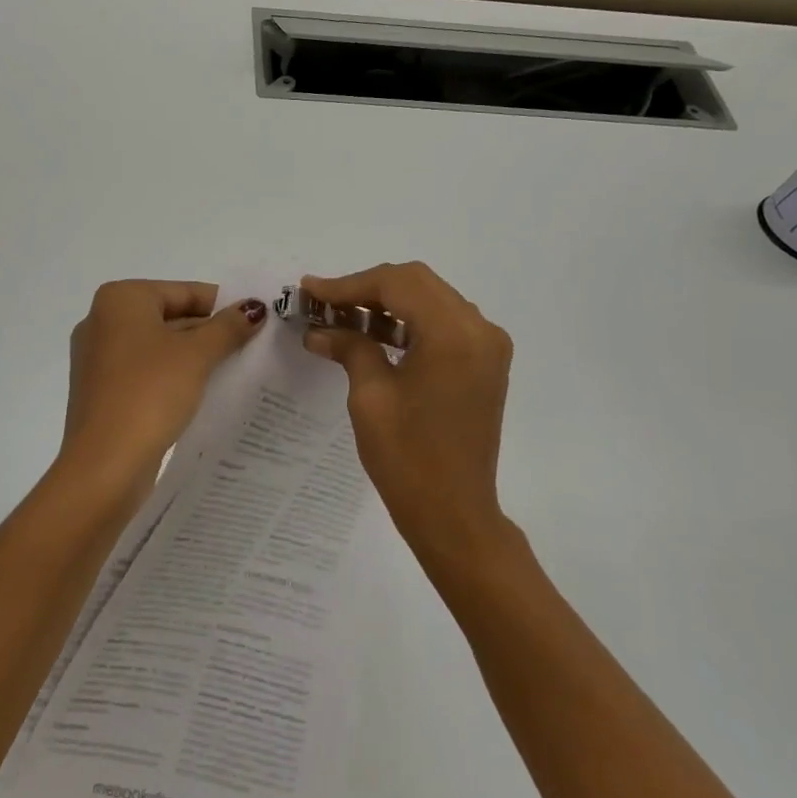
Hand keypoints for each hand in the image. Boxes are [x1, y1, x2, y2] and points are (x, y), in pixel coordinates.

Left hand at [59, 280, 267, 487]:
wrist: (104, 464)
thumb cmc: (149, 393)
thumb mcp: (196, 355)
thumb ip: (227, 327)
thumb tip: (254, 307)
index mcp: (121, 299)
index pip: (184, 291)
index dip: (223, 305)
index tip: (257, 322)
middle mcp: (103, 320)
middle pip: (171, 316)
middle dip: (210, 332)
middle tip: (253, 347)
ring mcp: (99, 358)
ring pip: (159, 346)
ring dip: (195, 357)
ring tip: (237, 370)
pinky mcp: (102, 390)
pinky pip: (146, 372)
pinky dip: (174, 377)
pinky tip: (204, 392)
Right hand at [301, 263, 512, 562]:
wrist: (455, 514)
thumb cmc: (408, 458)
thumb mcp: (370, 396)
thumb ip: (350, 347)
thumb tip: (319, 329)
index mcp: (453, 334)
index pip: (396, 284)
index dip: (348, 284)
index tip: (309, 290)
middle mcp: (479, 328)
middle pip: (416, 283)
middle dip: (366, 288)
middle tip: (323, 302)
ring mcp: (487, 345)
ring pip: (430, 298)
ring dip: (387, 302)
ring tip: (341, 315)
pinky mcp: (484, 361)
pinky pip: (443, 322)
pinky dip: (408, 321)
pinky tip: (373, 332)